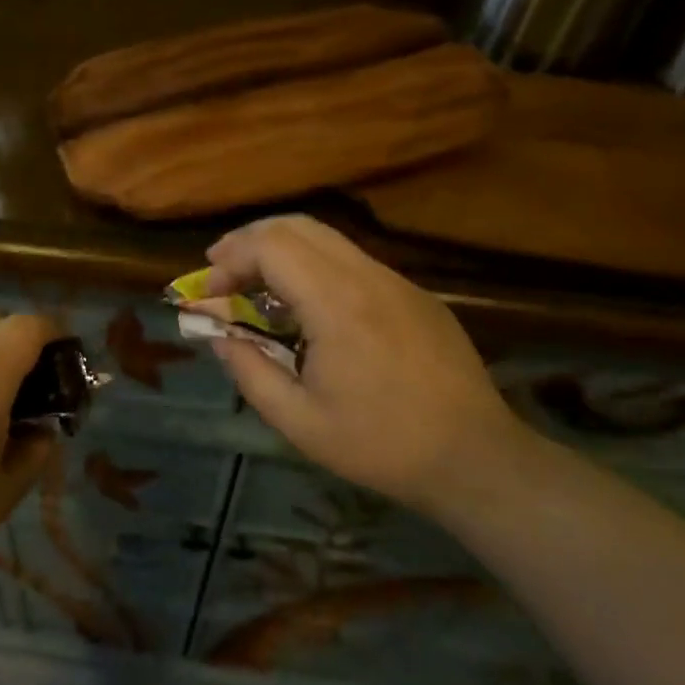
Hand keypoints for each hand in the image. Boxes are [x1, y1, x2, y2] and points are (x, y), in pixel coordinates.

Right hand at [204, 216, 523, 518]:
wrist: (475, 457)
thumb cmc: (380, 445)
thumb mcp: (298, 421)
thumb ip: (249, 372)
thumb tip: (218, 337)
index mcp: (337, 305)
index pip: (271, 246)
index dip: (230, 260)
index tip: (209, 292)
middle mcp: (369, 278)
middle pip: (298, 226)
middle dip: (250, 241)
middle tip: (221, 271)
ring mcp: (399, 282)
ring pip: (329, 239)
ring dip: (284, 252)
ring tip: (257, 286)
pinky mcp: (417, 296)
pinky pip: (355, 263)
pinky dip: (316, 267)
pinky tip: (308, 307)